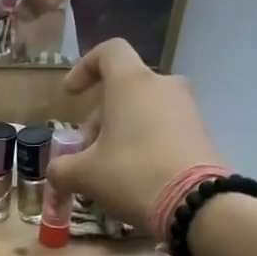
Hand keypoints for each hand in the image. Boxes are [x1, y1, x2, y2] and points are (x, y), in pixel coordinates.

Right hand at [49, 39, 225, 235]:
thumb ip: (62, 169)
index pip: (109, 52)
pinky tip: (136, 177)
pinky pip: (164, 129)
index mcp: (131, 83)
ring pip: (144, 111)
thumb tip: (55, 173)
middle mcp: (163, 85)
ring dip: (121, 134)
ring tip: (109, 170)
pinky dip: (145, 144)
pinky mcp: (201, 132)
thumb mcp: (84, 176)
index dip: (85, 67)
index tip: (71, 94)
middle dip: (99, 119)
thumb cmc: (131, 175)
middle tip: (85, 155)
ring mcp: (187, 108)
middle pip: (124, 90)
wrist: (193, 203)